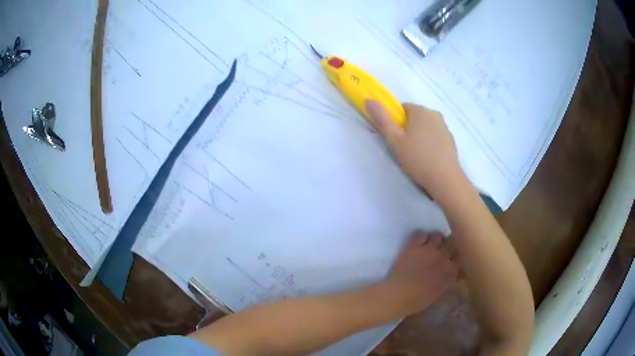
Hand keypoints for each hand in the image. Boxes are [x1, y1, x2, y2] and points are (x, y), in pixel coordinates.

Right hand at [365, 100, 466, 202]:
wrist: (445, 179)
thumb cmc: (418, 158)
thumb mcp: (395, 140)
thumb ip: (382, 119)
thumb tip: (368, 100)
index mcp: (420, 111)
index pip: (402, 108)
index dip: (395, 122)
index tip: (395, 138)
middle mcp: (434, 114)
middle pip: (415, 117)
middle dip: (408, 129)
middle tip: (403, 148)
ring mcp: (445, 127)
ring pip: (426, 127)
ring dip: (419, 136)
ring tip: (416, 156)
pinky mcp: (451, 140)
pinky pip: (435, 136)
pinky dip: (430, 143)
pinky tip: (428, 159)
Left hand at [387, 231, 457, 314]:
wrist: (398, 295)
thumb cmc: (418, 300)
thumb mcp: (438, 293)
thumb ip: (448, 281)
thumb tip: (454, 275)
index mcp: (450, 270)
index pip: (460, 257)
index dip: (455, 257)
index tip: (452, 259)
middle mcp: (442, 256)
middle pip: (451, 243)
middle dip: (447, 247)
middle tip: (441, 252)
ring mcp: (428, 249)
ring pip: (438, 236)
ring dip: (435, 240)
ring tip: (430, 245)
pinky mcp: (413, 245)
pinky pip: (420, 233)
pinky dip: (420, 237)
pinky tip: (417, 243)